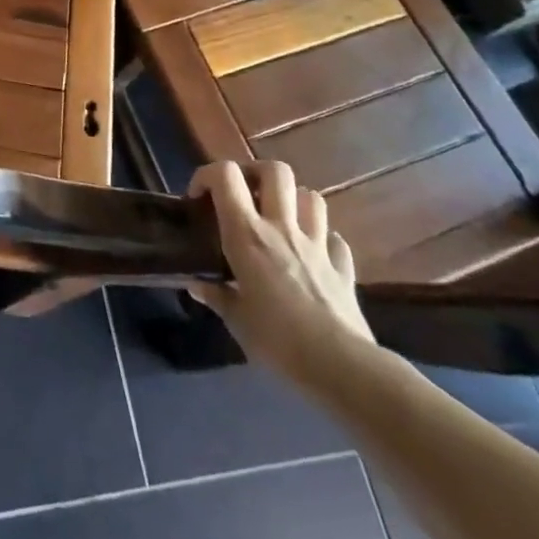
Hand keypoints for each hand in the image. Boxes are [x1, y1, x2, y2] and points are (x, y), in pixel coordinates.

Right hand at [188, 160, 374, 384]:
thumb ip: (216, 296)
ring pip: (311, 196)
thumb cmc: (278, 340)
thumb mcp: (236, 320)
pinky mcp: (343, 267)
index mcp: (247, 234)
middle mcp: (282, 228)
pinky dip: (323, 240)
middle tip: (244, 195)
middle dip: (256, 173)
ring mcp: (317, 244)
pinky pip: (335, 239)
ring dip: (294, 201)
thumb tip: (196, 285)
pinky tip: (313, 254)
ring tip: (280, 219)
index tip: (198, 198)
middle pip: (275, 171)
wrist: (342, 368)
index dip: (208, 175)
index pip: (225, 176)